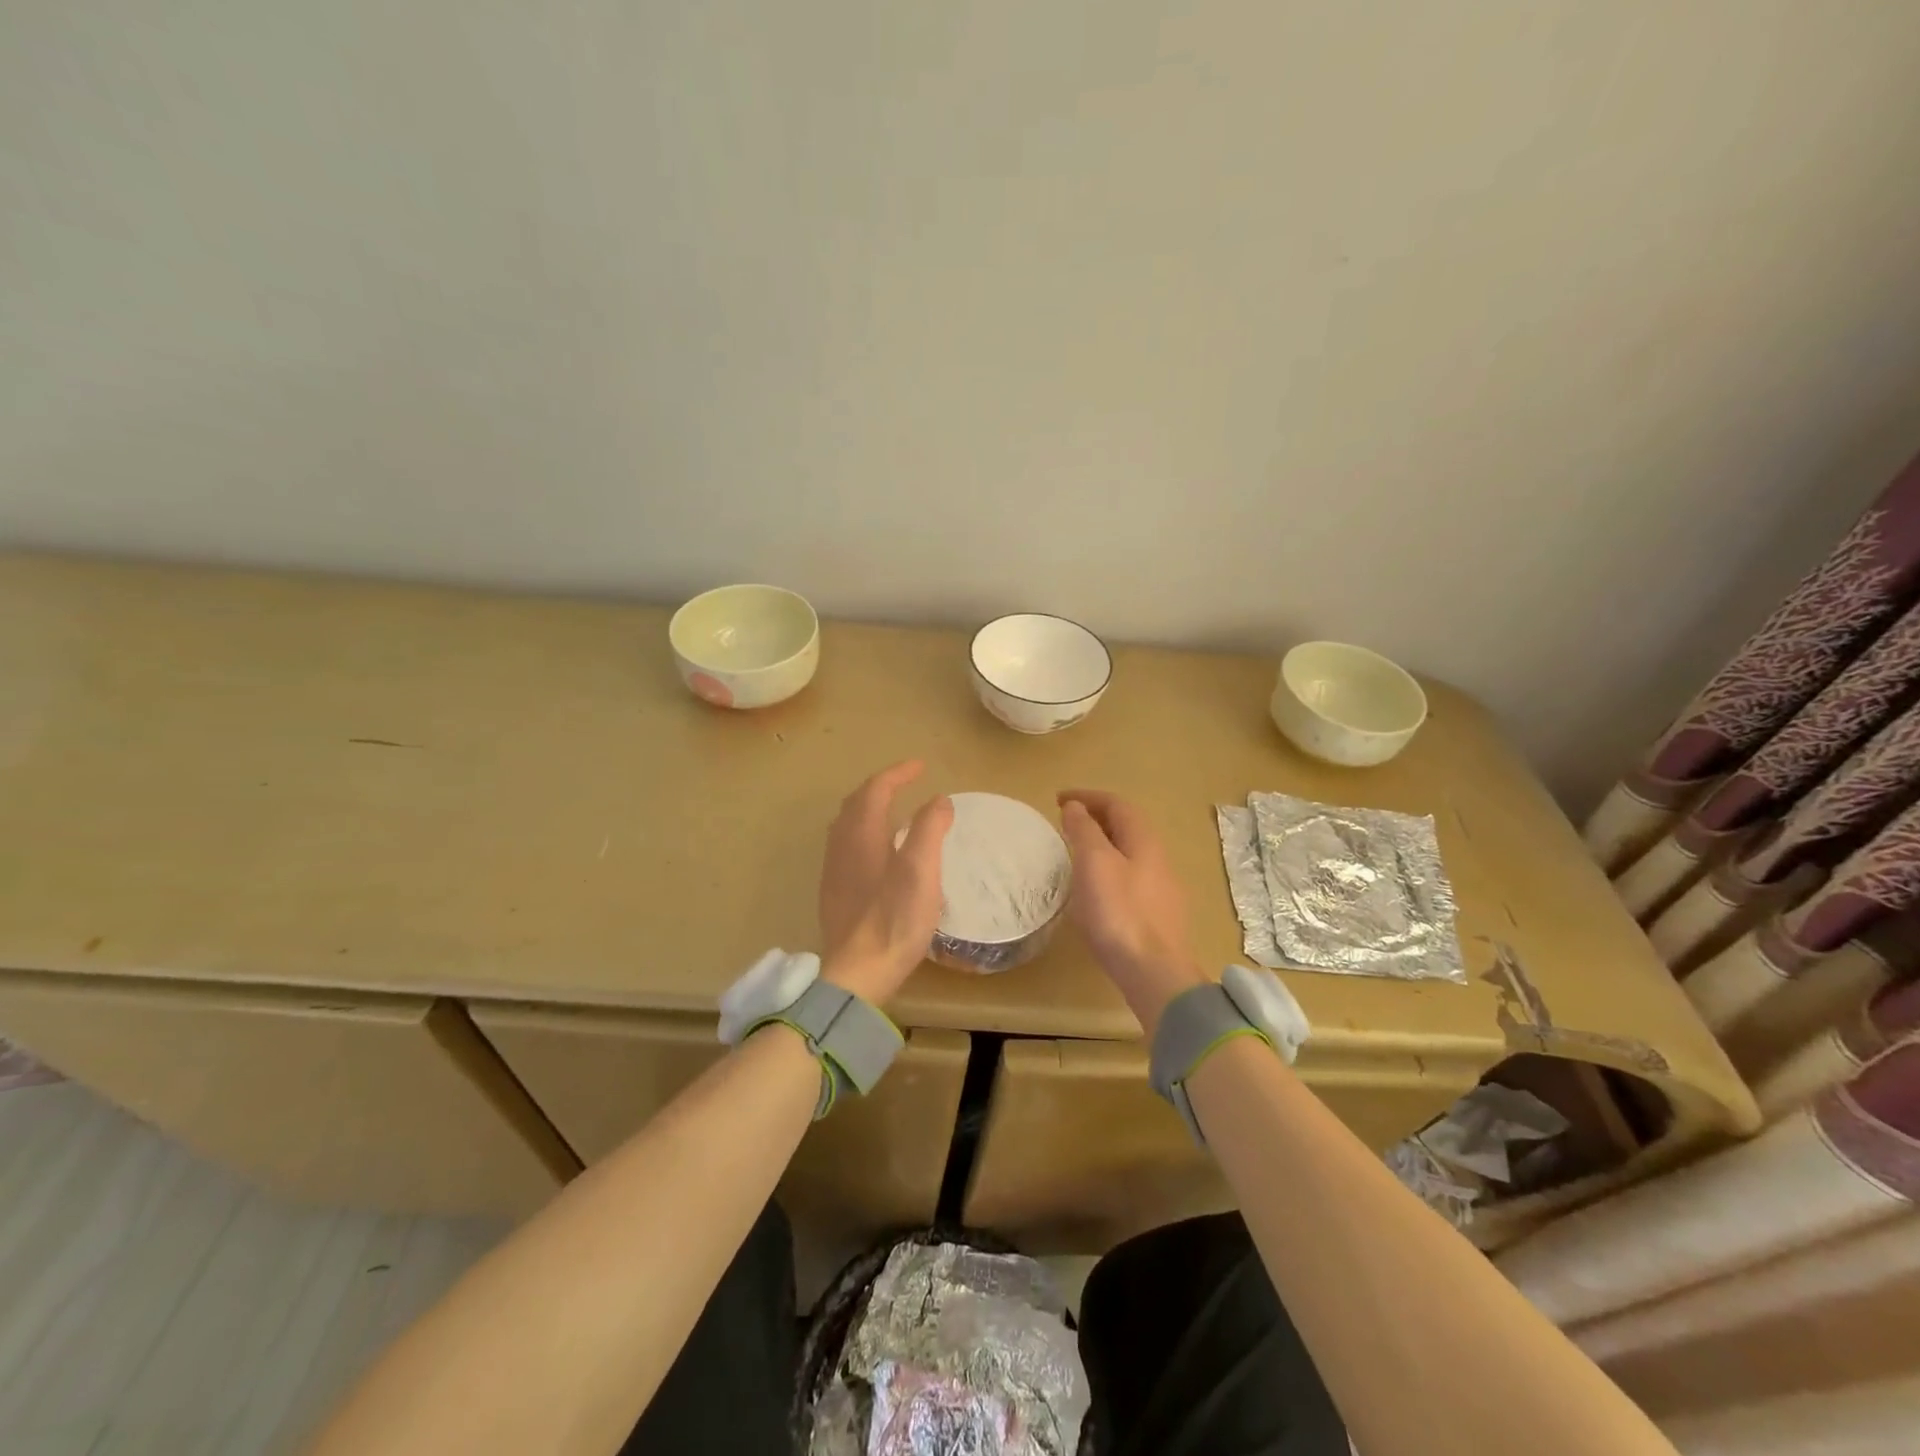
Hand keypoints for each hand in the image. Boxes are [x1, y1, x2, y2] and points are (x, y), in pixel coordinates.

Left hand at [819, 761, 952, 1005]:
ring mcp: (834, 870)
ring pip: (847, 825)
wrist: (857, 973)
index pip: (876, 789)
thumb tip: (938, 800)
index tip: (920, 766)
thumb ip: (929, 829)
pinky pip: (846, 846)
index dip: (898, 773)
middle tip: (905, 783)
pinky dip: (863, 832)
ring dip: (869, 808)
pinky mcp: (834, 893)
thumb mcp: (921, 870)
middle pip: (856, 803)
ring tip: (893, 811)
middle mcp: (842, 846)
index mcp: (862, 835)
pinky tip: (879, 853)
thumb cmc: (894, 919)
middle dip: (880, 787)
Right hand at [1058, 789, 1207, 1032]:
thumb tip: (1075, 806)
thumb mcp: (1094, 863)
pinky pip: (1129, 877)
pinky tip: (1094, 890)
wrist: (1154, 972)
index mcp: (1144, 840)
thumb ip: (1084, 830)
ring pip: (1128, 853)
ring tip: (1075, 853)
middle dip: (1095, 818)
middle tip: (1065, 823)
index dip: (1087, 796)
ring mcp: (1161, 888)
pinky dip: (1107, 869)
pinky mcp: (1156, 915)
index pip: (1117, 804)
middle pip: (1126, 826)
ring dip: (1101, 844)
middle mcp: (1158, 858)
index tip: (1058, 799)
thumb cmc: (1119, 912)